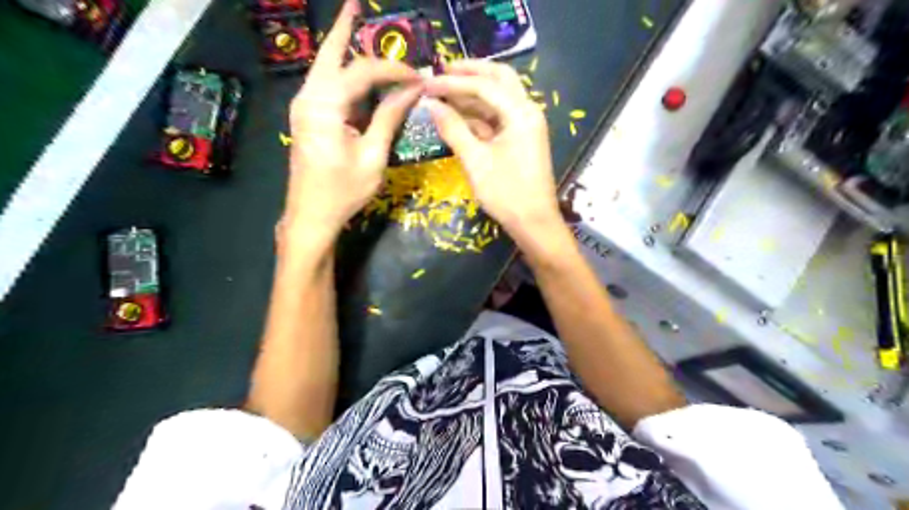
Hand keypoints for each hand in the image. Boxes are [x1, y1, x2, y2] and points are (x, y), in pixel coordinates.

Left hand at [283, 0, 422, 242]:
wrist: (310, 216)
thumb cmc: (343, 191)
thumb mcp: (373, 156)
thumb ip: (389, 117)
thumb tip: (412, 89)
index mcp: (324, 106)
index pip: (363, 72)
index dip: (393, 69)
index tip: (418, 75)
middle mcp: (308, 97)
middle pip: (330, 54)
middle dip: (344, 28)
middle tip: (355, 3)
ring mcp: (303, 106)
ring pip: (324, 67)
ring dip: (341, 47)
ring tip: (356, 24)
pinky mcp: (306, 117)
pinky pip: (324, 84)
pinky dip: (340, 71)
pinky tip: (352, 66)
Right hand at [425, 59, 561, 238]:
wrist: (534, 223)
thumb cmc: (506, 193)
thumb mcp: (475, 161)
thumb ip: (453, 129)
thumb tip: (431, 104)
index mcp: (521, 113)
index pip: (484, 86)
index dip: (453, 82)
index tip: (426, 83)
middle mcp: (527, 111)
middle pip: (499, 80)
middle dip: (470, 73)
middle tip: (441, 72)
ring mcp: (525, 125)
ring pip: (499, 97)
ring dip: (473, 93)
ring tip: (444, 92)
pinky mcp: (521, 139)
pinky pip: (499, 117)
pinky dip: (479, 113)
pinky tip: (458, 115)